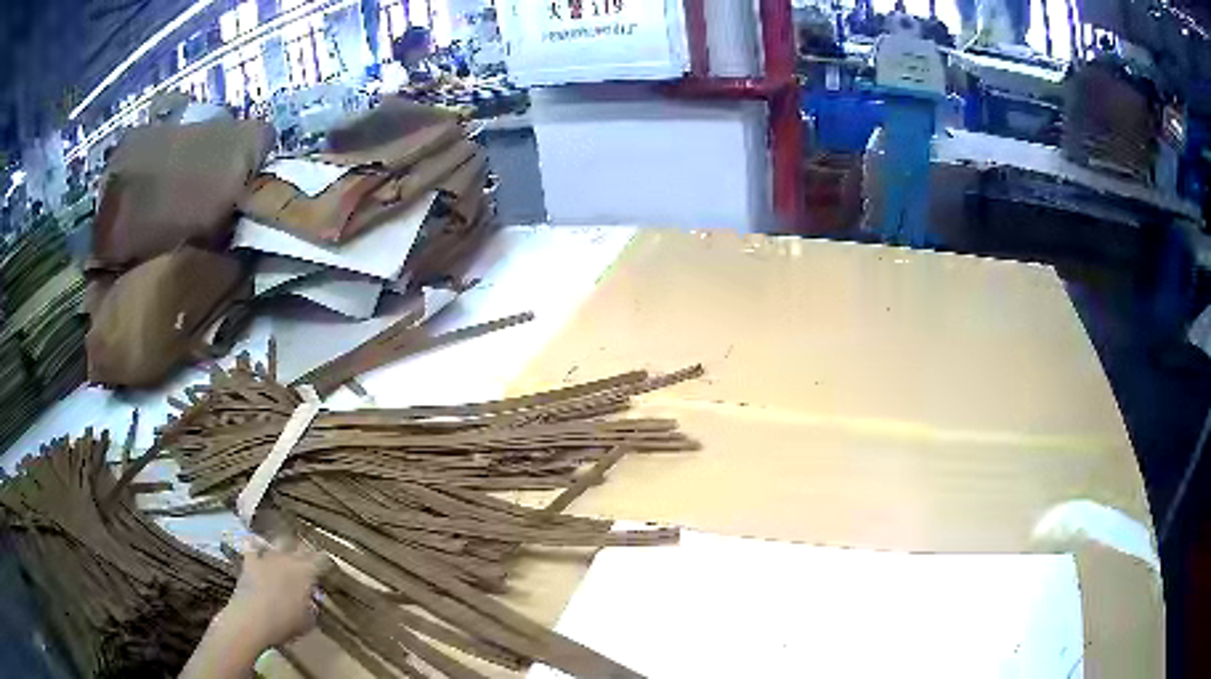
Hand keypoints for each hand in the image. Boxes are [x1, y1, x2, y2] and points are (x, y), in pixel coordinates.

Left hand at [218, 538, 331, 650]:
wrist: (252, 619)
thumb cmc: (285, 622)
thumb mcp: (307, 621)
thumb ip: (312, 607)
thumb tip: (312, 601)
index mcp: (307, 572)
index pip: (322, 560)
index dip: (327, 563)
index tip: (329, 570)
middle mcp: (288, 558)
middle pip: (301, 547)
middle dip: (307, 553)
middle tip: (310, 563)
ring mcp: (267, 557)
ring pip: (279, 541)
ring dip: (284, 547)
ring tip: (286, 553)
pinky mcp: (249, 560)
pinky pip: (253, 545)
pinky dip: (256, 545)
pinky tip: (257, 547)